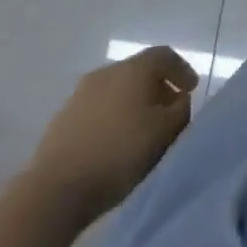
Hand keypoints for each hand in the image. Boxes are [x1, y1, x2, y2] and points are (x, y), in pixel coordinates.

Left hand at [30, 46, 197, 209]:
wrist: (55, 190)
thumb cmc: (119, 154)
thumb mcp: (164, 133)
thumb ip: (180, 111)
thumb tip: (179, 100)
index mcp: (133, 69)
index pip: (164, 55)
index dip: (182, 69)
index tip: (191, 90)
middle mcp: (106, 72)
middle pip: (139, 71)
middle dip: (158, 88)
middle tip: (169, 111)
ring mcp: (80, 94)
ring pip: (117, 90)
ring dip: (133, 103)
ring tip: (142, 130)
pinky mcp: (62, 118)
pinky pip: (97, 108)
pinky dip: (112, 116)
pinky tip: (114, 142)